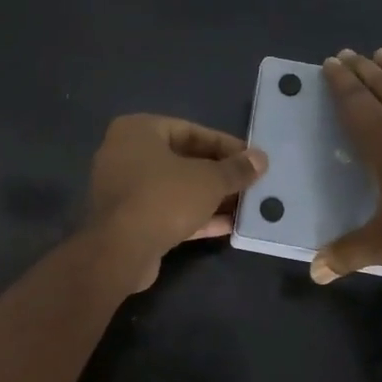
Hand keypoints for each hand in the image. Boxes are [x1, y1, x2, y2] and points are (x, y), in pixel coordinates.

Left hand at [86, 115, 267, 290]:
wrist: (120, 251)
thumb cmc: (164, 198)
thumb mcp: (209, 180)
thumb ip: (236, 169)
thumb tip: (260, 159)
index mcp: (138, 130)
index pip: (190, 130)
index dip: (225, 145)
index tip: (251, 159)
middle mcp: (125, 154)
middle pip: (182, 159)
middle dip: (218, 173)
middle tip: (250, 182)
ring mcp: (124, 189)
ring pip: (176, 187)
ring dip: (210, 197)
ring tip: (245, 205)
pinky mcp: (128, 220)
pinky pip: (167, 210)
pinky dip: (194, 215)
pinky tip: (228, 225)